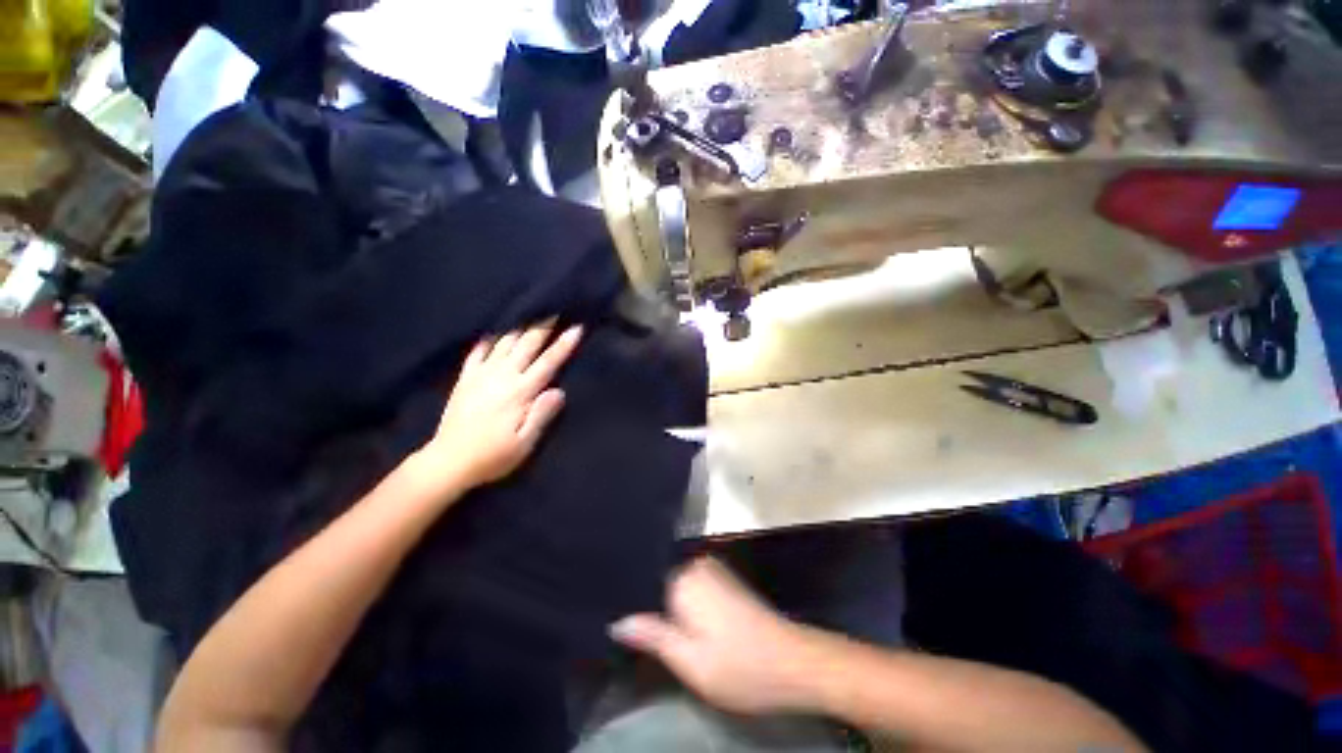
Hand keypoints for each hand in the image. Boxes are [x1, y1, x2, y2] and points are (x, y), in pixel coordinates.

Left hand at [415, 320, 581, 492]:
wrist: (448, 461)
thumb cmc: (493, 456)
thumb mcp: (525, 443)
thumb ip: (542, 414)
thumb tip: (559, 391)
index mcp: (521, 392)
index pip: (548, 362)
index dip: (564, 345)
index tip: (576, 327)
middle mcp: (502, 376)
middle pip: (527, 345)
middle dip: (543, 326)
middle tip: (554, 308)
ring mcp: (481, 375)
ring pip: (504, 343)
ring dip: (519, 327)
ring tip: (529, 313)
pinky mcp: (465, 379)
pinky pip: (477, 352)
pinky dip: (487, 340)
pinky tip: (494, 332)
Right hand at [610, 558, 824, 714]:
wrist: (794, 663)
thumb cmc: (741, 667)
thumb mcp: (690, 662)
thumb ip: (653, 636)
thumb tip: (618, 621)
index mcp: (683, 579)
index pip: (643, 581)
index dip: (631, 602)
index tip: (616, 621)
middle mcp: (696, 566)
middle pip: (659, 581)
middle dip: (649, 604)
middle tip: (637, 634)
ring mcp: (713, 570)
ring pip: (676, 585)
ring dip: (667, 606)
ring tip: (655, 629)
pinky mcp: (725, 580)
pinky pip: (692, 587)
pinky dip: (684, 604)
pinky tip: (683, 625)